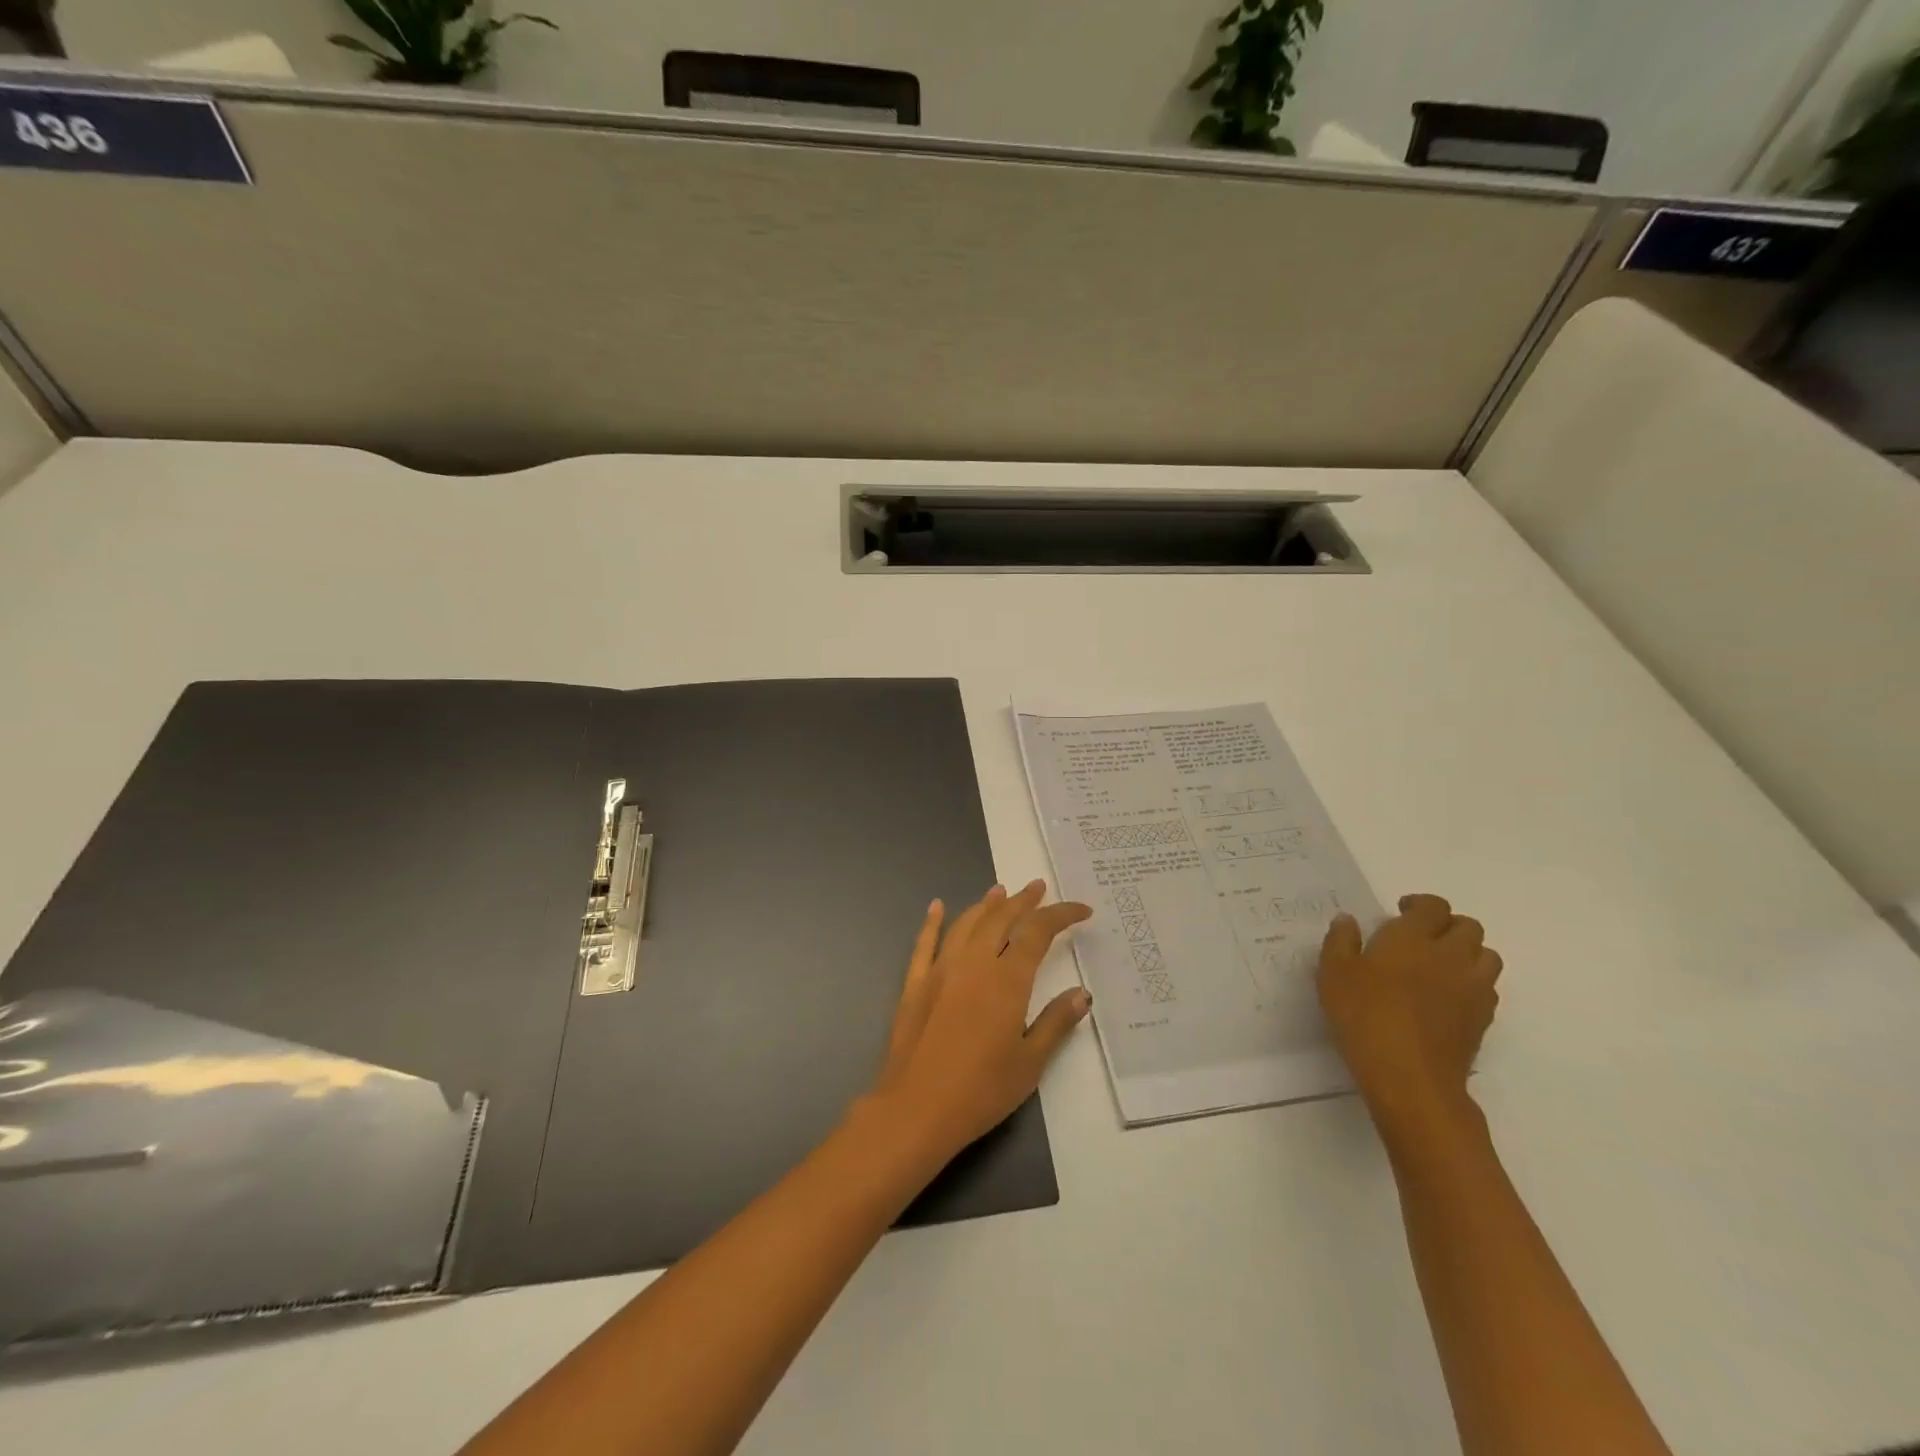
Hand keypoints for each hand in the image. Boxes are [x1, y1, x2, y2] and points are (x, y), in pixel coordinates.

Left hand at [868, 881, 1092, 1165]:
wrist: (915, 1110)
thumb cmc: (981, 1091)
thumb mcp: (1030, 1063)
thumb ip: (1055, 1023)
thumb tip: (1081, 993)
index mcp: (1007, 980)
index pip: (1038, 932)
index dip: (1061, 915)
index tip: (1082, 910)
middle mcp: (973, 963)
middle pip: (1001, 918)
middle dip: (1023, 900)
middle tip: (1039, 887)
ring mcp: (939, 970)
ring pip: (966, 924)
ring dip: (986, 905)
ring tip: (1000, 892)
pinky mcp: (914, 983)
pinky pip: (924, 943)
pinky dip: (932, 921)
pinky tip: (937, 907)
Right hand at [1318, 894, 1502, 1142]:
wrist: (1410, 1076)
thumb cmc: (1364, 1016)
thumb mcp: (1333, 974)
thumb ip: (1340, 942)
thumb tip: (1347, 921)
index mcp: (1412, 937)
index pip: (1433, 906)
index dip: (1420, 905)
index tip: (1401, 912)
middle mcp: (1450, 955)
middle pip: (1468, 927)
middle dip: (1447, 926)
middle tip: (1422, 938)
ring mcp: (1472, 988)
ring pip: (1486, 955)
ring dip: (1467, 953)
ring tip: (1441, 965)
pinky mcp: (1483, 1018)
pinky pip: (1488, 988)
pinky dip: (1472, 983)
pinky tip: (1448, 997)